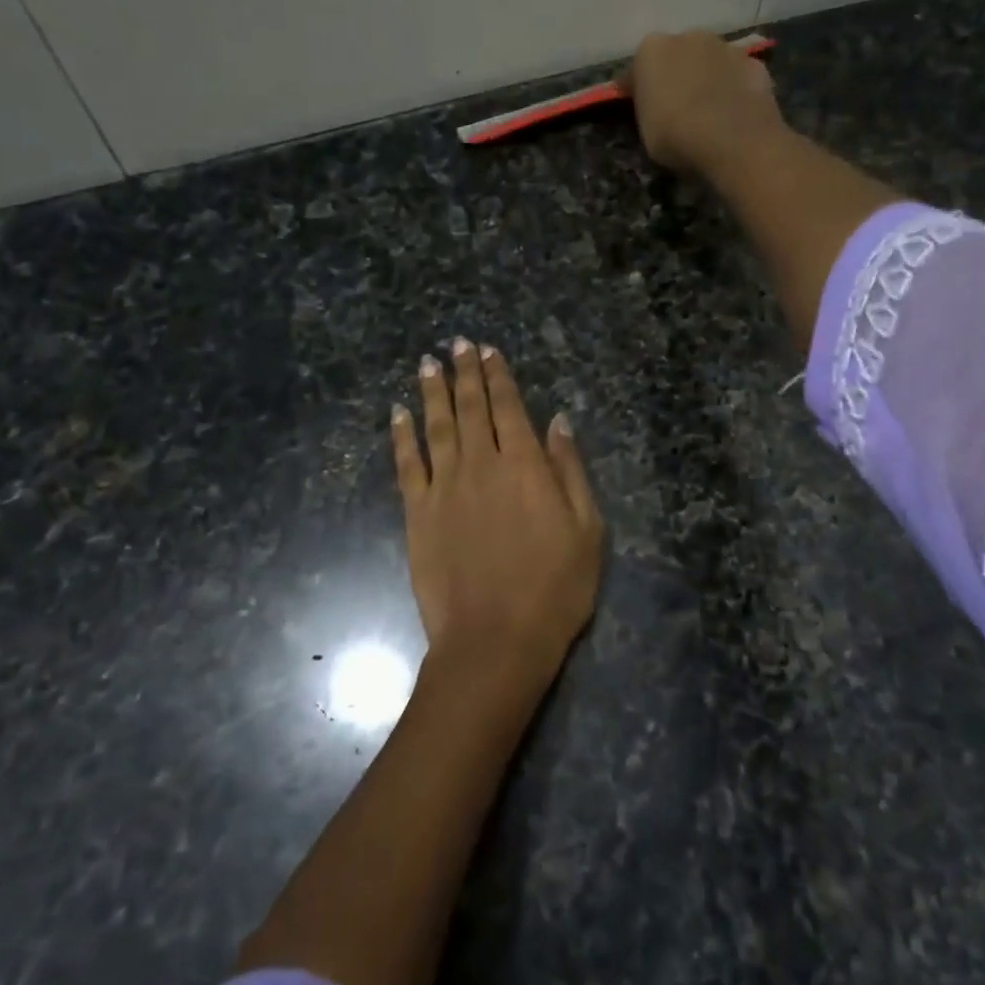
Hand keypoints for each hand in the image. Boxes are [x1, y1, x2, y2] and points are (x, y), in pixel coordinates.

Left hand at [392, 338, 603, 685]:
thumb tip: (558, 420)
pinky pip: (407, 463)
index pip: (510, 407)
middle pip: (471, 408)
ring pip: (437, 426)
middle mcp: (482, 464)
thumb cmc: (554, 588)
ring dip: (432, 391)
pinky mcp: (418, 512)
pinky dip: (402, 435)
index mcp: (525, 466)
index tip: (489, 351)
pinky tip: (397, 413)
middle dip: (465, 372)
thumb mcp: (586, 529)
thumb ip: (570, 470)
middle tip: (457, 344)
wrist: (494, 640)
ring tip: (427, 363)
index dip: (499, 376)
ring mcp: (445, 487)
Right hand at [620, 30, 783, 175]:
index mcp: (651, 50)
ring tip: (709, 111)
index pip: (637, 69)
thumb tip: (655, 104)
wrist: (735, 142)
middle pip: (677, 56)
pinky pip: (737, 75)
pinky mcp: (755, 63)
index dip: (639, 90)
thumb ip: (648, 108)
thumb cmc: (677, 137)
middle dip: (676, 75)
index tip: (641, 109)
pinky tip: (734, 113)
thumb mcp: (645, 130)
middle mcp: (688, 37)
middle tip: (677, 108)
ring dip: (707, 78)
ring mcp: (726, 46)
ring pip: (710, 61)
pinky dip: (734, 88)